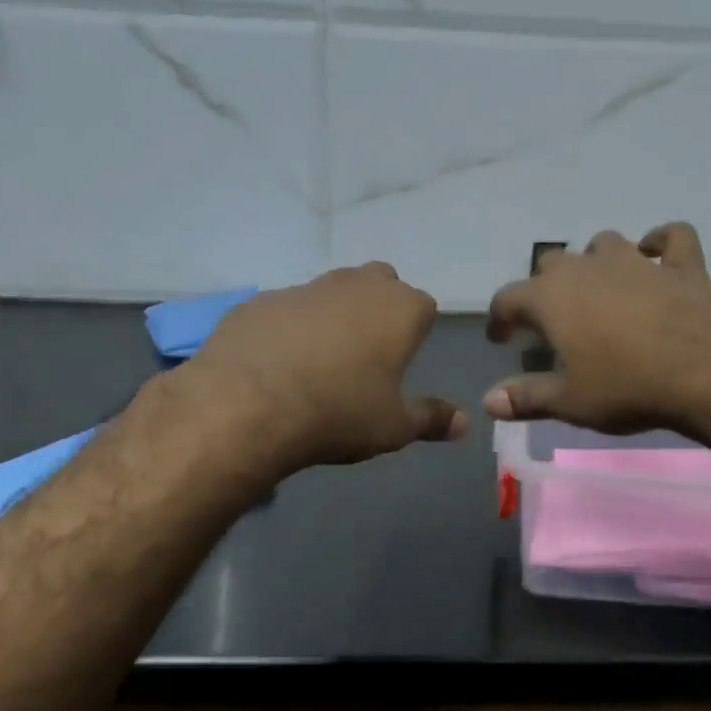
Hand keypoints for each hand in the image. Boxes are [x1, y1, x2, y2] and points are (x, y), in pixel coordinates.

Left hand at [184, 262, 465, 475]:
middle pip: (380, 283)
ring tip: (322, 361)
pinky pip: (287, 309)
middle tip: (369, 353)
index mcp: (398, 309)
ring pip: (332, 291)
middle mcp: (355, 285)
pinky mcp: (259, 301)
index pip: (424, 306)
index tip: (404, 360)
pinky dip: (290, 328)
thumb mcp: (394, 427)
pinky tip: (278, 363)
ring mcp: (304, 288)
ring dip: (335, 315)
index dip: (417, 331)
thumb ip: (431, 419)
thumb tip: (463, 424)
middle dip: (380, 309)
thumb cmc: (339, 414)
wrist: (247, 406)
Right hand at [483, 223, 710, 437]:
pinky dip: (660, 244)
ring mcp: (636, 261)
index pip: (508, 298)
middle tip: (549, 319)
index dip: (499, 317)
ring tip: (597, 286)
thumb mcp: (570, 401)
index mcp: (552, 298)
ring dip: (594, 261)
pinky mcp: (682, 264)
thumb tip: (488, 401)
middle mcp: (588, 268)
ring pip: (604, 244)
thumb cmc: (627, 386)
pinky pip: (670, 238)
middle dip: (544, 287)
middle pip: (552, 264)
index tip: (500, 337)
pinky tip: (656, 254)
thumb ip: (526, 398)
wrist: (708, 369)